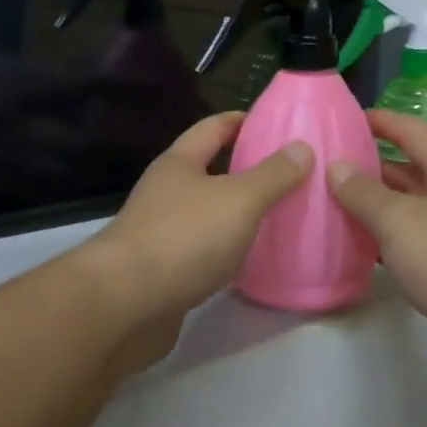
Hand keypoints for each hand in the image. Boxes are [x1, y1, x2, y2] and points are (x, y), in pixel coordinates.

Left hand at [81, 111, 310, 345]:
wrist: (125, 305)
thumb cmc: (184, 238)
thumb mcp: (239, 199)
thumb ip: (273, 175)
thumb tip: (302, 147)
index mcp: (179, 163)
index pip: (213, 127)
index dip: (243, 120)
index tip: (276, 122)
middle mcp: (166, 192)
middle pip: (210, 170)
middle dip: (246, 169)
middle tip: (291, 174)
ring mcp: (161, 232)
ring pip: (207, 213)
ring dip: (238, 213)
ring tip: (280, 216)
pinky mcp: (163, 271)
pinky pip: (203, 250)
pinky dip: (227, 249)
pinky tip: (251, 260)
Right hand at [327, 111, 426, 390]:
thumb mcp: (400, 220)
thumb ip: (364, 192)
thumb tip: (337, 166)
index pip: (410, 130)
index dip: (379, 121)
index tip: (343, 119)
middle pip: (408, 169)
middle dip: (369, 165)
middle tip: (326, 166)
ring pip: (409, 207)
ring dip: (376, 205)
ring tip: (333, 203)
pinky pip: (414, 240)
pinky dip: (388, 239)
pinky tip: (360, 247)